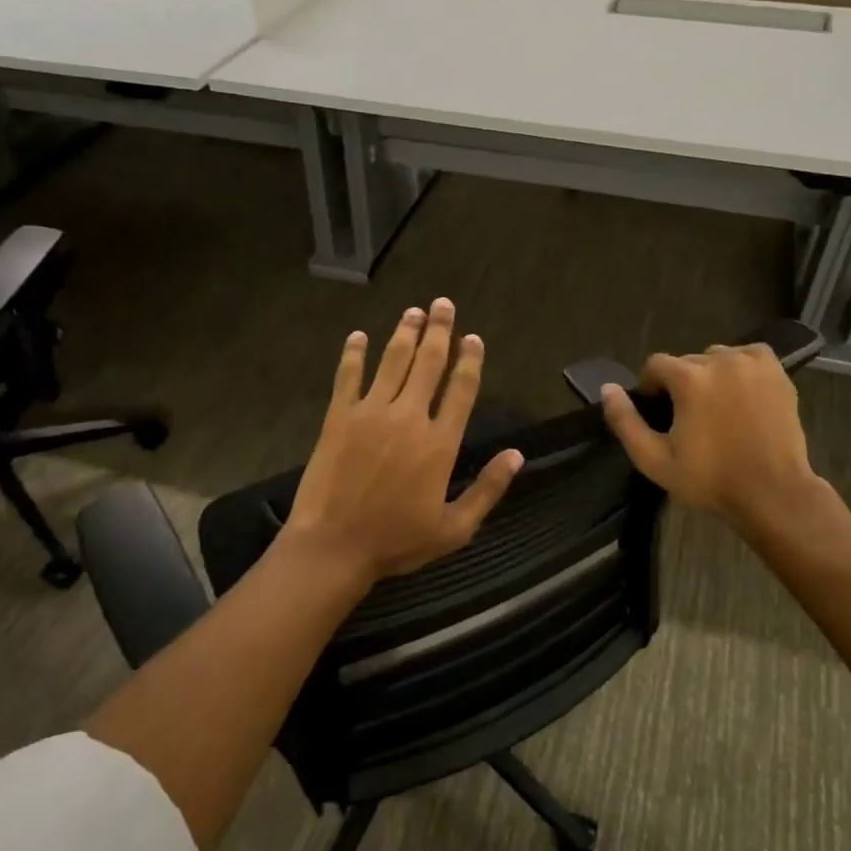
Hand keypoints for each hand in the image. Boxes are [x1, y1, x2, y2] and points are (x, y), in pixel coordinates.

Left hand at [283, 298, 523, 584]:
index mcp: (439, 443)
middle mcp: (408, 417)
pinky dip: (354, 353)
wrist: (333, 546)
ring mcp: (370, 413)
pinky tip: (358, 335)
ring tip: (414, 312)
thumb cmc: (396, 541)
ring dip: (405, 333)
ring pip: (392, 361)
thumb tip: (517, 456)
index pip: (461, 390)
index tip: (474, 338)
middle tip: (443, 305)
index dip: (470, 360)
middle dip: (439, 331)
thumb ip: (488, 490)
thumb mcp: (454, 528)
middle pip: (428, 363)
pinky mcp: (338, 417)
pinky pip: (347, 376)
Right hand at [599, 344, 826, 532]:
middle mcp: (720, 360)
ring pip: (717, 358)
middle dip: (682, 384)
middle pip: (687, 361)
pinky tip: (741, 395)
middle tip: (690, 418)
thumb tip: (607, 389)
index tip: (660, 414)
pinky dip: (740, 369)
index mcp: (689, 378)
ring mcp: (752, 363)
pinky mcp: (777, 372)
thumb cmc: (709, 479)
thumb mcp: (654, 459)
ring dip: (711, 376)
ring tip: (717, 408)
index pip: (655, 365)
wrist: (772, 492)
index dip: (651, 388)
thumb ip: (625, 422)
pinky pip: (748, 357)